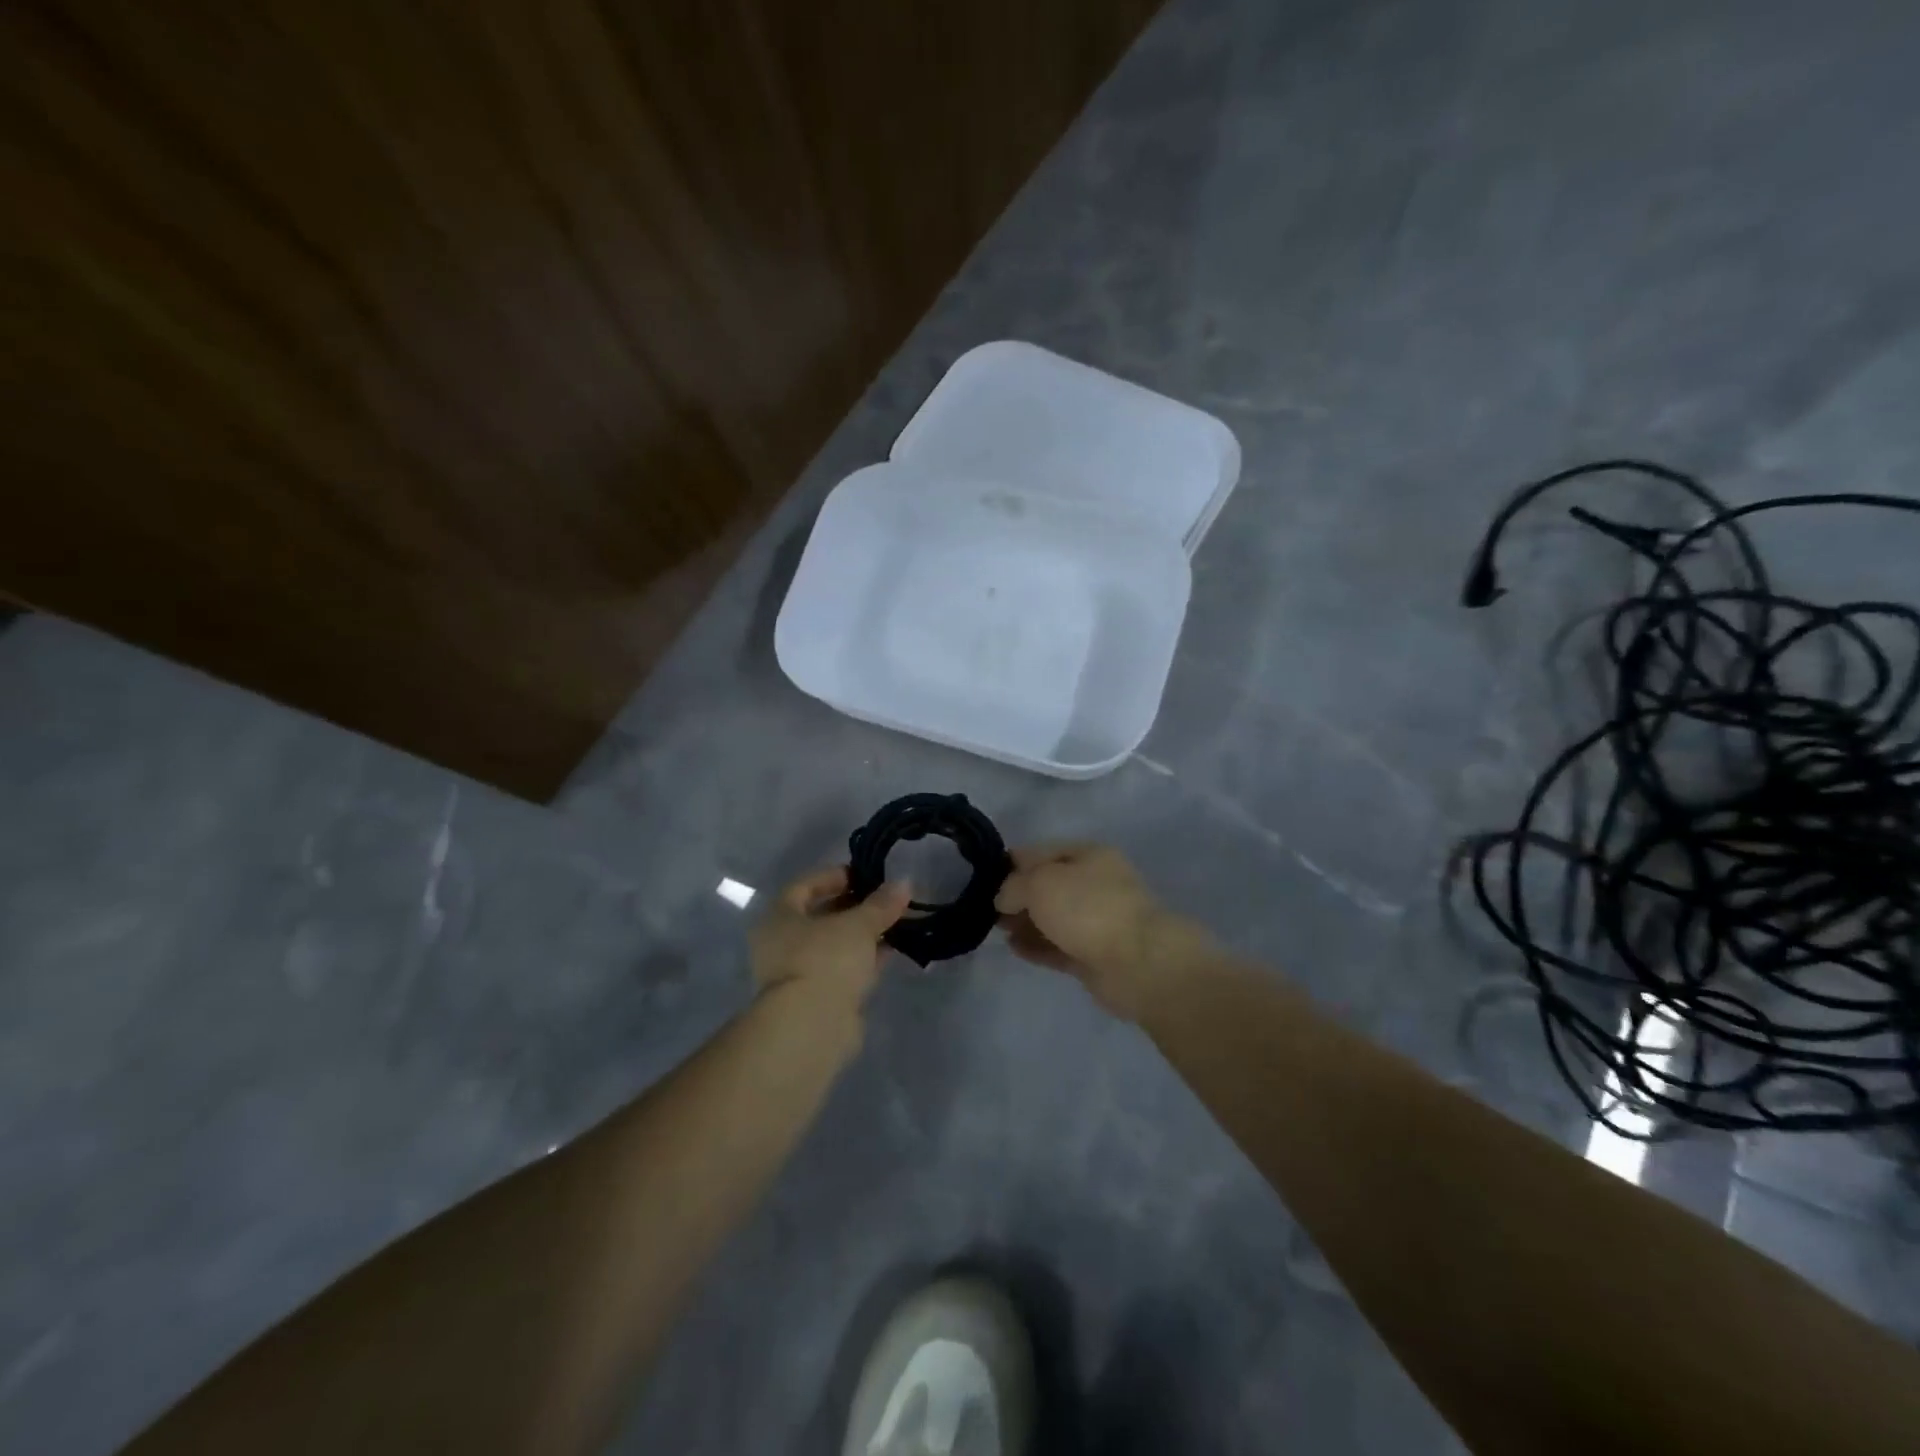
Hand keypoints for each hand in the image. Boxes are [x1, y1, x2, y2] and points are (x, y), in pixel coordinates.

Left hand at [750, 865, 911, 1009]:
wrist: (811, 1027)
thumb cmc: (825, 960)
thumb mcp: (858, 925)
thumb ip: (881, 904)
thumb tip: (904, 882)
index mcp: (779, 917)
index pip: (805, 885)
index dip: (835, 876)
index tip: (865, 875)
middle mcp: (782, 943)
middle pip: (820, 915)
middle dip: (854, 906)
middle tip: (885, 898)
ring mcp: (799, 973)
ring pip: (834, 945)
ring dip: (862, 934)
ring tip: (895, 921)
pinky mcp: (817, 998)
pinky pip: (842, 968)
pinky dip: (863, 958)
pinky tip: (890, 951)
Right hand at [995, 843, 1196, 1021]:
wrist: (1138, 963)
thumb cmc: (1088, 908)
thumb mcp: (1040, 883)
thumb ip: (1013, 886)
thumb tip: (1003, 898)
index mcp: (1088, 855)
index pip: (1042, 852)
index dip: (1012, 863)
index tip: (985, 877)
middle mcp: (1094, 883)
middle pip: (1047, 885)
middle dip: (1018, 895)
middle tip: (988, 909)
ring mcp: (1096, 921)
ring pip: (1052, 917)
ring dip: (1025, 922)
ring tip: (997, 930)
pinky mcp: (1095, 955)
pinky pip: (1058, 946)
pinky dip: (1036, 946)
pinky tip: (1013, 948)